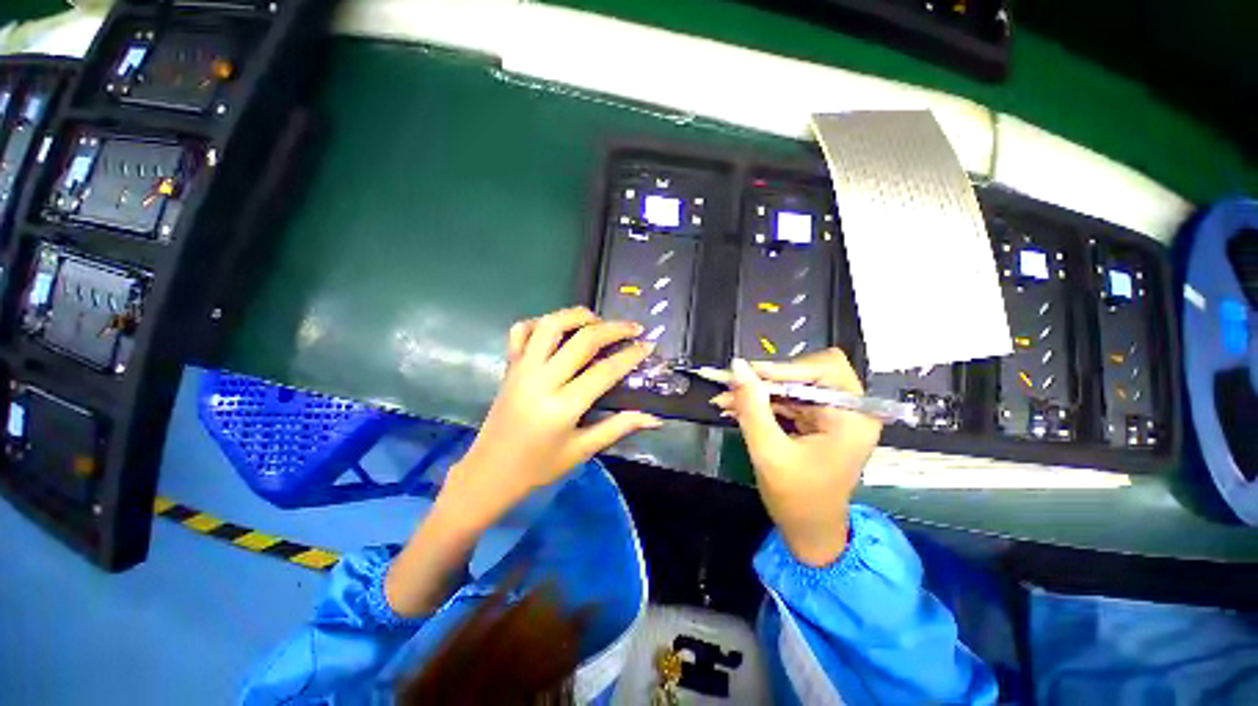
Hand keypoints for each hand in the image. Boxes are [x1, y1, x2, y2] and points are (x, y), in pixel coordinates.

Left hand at [387, 307, 659, 616]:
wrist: (489, 473)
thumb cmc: (539, 467)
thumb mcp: (582, 451)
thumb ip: (619, 428)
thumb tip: (655, 418)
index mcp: (562, 407)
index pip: (604, 371)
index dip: (630, 355)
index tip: (648, 345)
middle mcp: (541, 380)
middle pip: (582, 340)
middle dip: (613, 329)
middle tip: (633, 327)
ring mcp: (521, 369)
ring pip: (550, 325)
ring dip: (577, 315)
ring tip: (597, 320)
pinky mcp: (509, 366)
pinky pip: (521, 331)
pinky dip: (540, 322)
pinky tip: (558, 330)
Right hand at [712, 350, 881, 566]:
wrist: (809, 532)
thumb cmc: (797, 500)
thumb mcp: (769, 452)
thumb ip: (752, 407)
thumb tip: (736, 366)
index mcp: (853, 417)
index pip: (825, 368)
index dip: (785, 368)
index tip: (748, 375)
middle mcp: (848, 409)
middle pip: (807, 372)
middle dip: (767, 379)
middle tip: (733, 386)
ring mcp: (832, 413)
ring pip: (791, 384)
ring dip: (758, 390)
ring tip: (725, 399)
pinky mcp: (816, 419)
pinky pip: (785, 398)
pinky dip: (760, 401)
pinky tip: (735, 407)